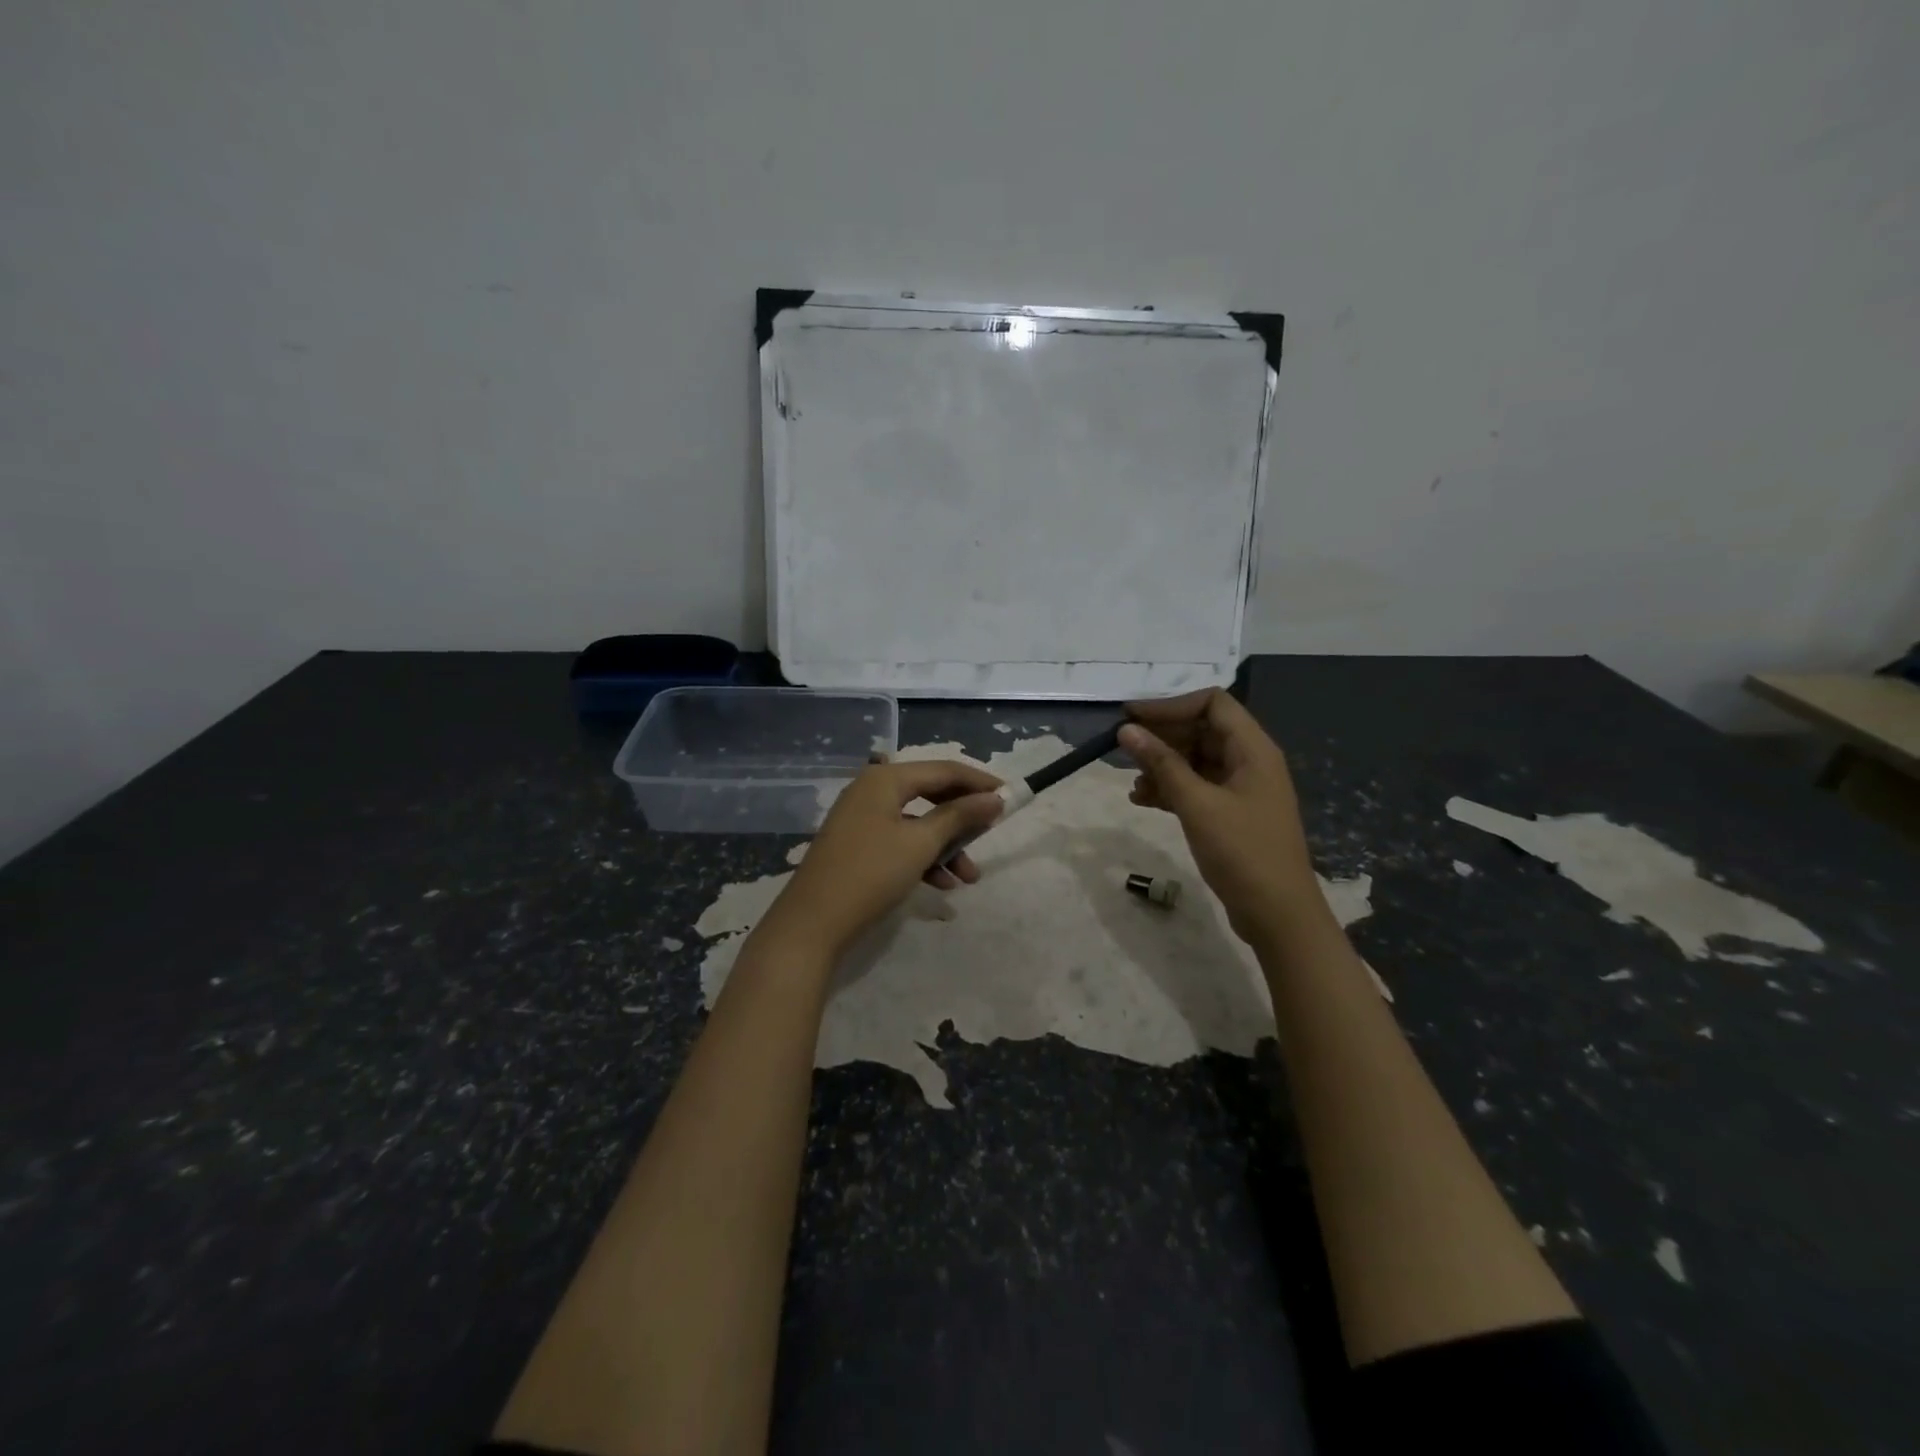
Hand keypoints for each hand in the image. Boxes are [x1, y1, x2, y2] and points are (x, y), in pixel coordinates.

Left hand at [763, 759, 1004, 958]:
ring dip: (946, 845)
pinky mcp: (859, 845)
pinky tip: (942, 885)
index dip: (979, 782)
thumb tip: (995, 798)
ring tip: (970, 877)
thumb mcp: (920, 843)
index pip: (943, 769)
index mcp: (885, 779)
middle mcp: (872, 790)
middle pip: (930, 793)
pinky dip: (924, 858)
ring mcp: (863, 818)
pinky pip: (901, 841)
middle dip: (963, 818)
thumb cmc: (871, 873)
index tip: (1010, 797)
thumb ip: (959, 816)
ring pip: (918, 822)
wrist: (812, 923)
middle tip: (991, 833)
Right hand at [1119, 689, 1327, 944]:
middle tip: (1124, 749)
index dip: (1170, 705)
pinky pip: (1197, 786)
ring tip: (1133, 784)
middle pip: (1201, 730)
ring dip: (1162, 766)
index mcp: (1253, 749)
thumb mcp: (1197, 804)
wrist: (1278, 915)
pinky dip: (1171, 789)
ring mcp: (1242, 788)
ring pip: (1195, 760)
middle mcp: (1250, 761)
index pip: (1212, 703)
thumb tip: (1126, 730)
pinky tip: (1143, 801)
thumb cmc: (1242, 852)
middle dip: (1162, 737)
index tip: (1131, 717)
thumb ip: (1161, 764)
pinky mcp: (1232, 813)